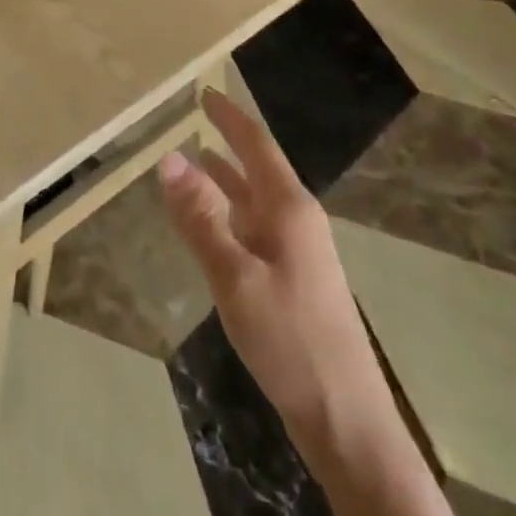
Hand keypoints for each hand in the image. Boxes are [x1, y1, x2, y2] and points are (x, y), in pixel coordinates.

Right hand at [158, 91, 393, 459]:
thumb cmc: (291, 341)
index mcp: (290, 209)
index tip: (205, 91)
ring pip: (255, 200)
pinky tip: (212, 223)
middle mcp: (297, 221)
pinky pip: (255, 228)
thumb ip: (201, 217)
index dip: (230, 116)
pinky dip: (230, 213)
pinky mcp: (294, 281)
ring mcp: (299, 253)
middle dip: (228, 141)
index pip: (256, 145)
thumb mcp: (235, 277)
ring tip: (196, 159)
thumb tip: (168, 157)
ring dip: (227, 178)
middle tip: (196, 117)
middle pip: (258, 168)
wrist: (347, 424)